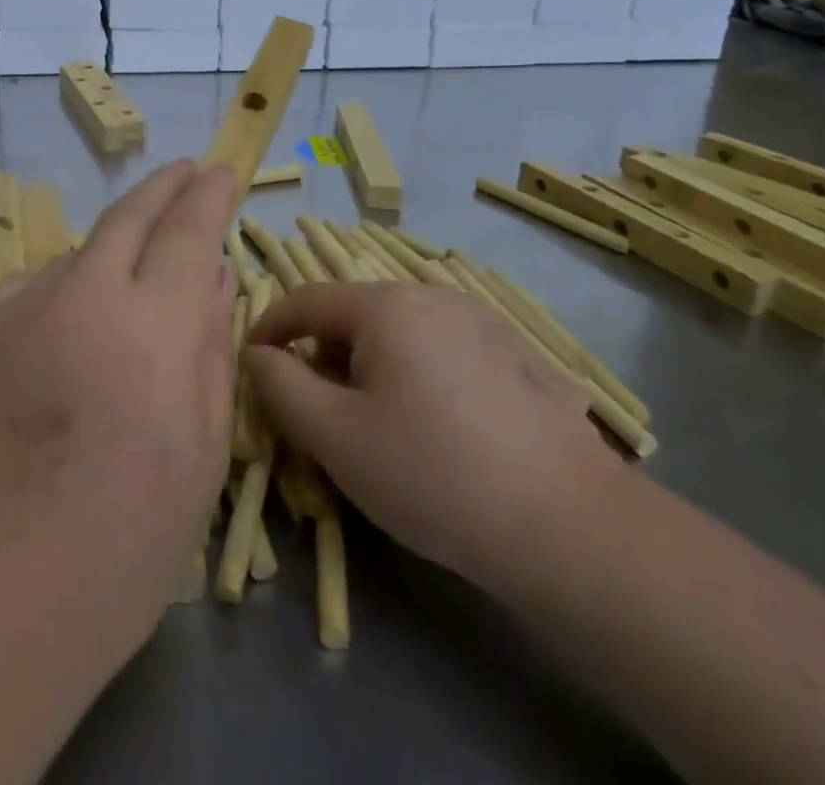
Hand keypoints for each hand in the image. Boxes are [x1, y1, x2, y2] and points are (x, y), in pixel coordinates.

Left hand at [0, 160, 237, 670]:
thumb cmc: (123, 542)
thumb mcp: (198, 451)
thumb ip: (209, 348)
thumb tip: (215, 275)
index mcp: (152, 325)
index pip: (188, 231)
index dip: (208, 195)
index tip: (220, 171)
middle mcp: (83, 294)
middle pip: (128, 215)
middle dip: (163, 186)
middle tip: (183, 172)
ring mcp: (20, 306)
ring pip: (78, 256)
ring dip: (109, 257)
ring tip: (123, 293)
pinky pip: (33, 291)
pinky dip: (61, 296)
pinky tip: (62, 339)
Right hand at [246, 283, 623, 594]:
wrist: (571, 528)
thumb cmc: (433, 474)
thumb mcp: (334, 436)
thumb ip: (280, 386)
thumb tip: (260, 355)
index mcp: (386, 305)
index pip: (306, 299)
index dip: (270, 327)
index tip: (253, 361)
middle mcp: (433, 295)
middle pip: (355, 315)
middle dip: (325, 356)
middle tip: (320, 413)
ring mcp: (482, 321)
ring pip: (401, 333)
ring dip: (372, 367)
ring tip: (380, 426)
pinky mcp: (517, 355)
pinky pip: (444, 351)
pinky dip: (419, 375)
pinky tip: (440, 430)